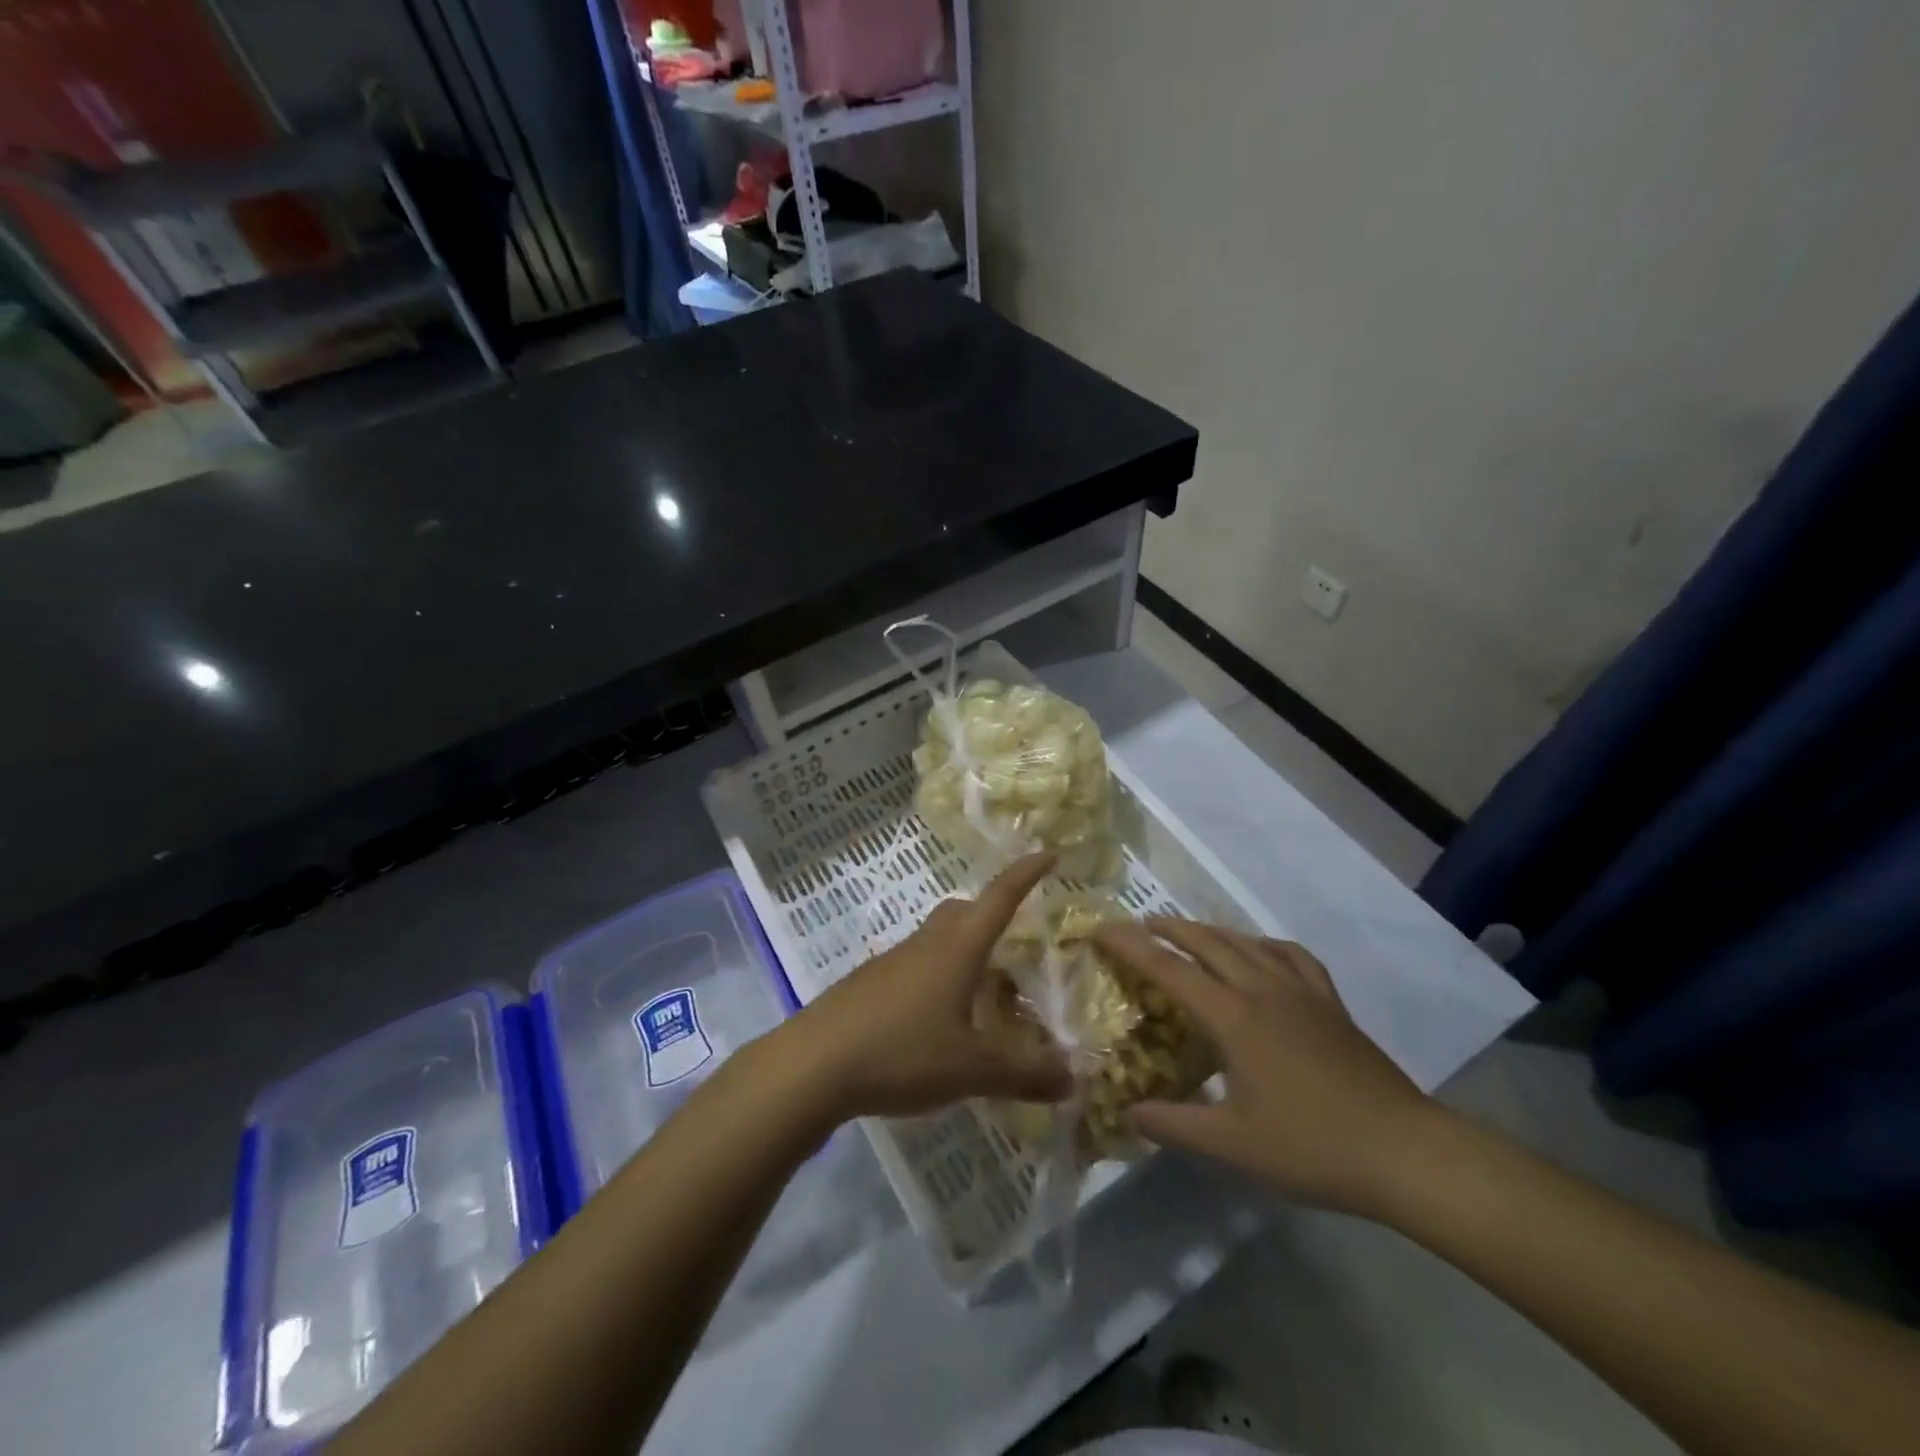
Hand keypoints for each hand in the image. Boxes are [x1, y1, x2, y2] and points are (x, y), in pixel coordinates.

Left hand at [778, 853, 1073, 1119]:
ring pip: (936, 941)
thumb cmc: (901, 1051)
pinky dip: (936, 981)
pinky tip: (937, 1023)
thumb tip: (1073, 1077)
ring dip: (963, 954)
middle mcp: (925, 944)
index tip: (1048, 853)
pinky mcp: (868, 985)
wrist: (813, 1065)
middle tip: (1014, 942)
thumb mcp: (972, 1068)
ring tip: (982, 995)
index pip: (999, 898)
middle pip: (962, 912)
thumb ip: (1024, 1072)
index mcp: (957, 949)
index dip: (1026, 874)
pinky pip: (913, 968)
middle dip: (990, 915)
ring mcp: (891, 962)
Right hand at [1092, 919, 1434, 1215]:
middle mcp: (1261, 989)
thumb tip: (1127, 1113)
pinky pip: (1290, 955)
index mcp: (1233, 1017)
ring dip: (1209, 930)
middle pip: (1206, 941)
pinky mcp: (1330, 1002)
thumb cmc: (1312, 1147)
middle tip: (1138, 924)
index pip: (1168, 968)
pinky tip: (1260, 952)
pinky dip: (1264, 944)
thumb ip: (1174, 1124)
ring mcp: (1300, 991)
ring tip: (1187, 931)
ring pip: (1245, 942)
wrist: (1405, 1151)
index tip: (1100, 929)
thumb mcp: (1233, 1145)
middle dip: (1167, 928)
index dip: (1130, 946)